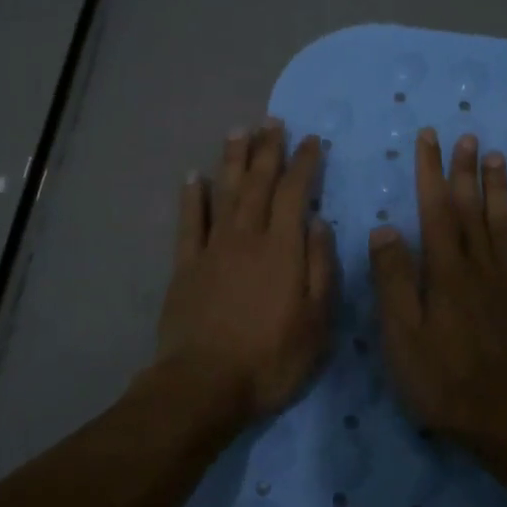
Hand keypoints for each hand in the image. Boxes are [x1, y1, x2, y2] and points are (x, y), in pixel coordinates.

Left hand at [155, 121, 337, 424]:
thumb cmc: (271, 358)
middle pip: (258, 184)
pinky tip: (193, 176)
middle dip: (268, 150)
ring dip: (233, 161)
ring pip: (225, 193)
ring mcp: (212, 249)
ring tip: (239, 131)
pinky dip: (192, 197)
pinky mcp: (185, 266)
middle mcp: (247, 238)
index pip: (296, 193)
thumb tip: (320, 222)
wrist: (205, 385)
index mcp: (283, 249)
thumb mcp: (317, 322)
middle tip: (272, 122)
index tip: (312, 140)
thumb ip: (320, 268)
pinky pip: (188, 223)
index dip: (305, 164)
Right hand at [368, 129, 506, 447]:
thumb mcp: (402, 336)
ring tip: (499, 158)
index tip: (429, 138)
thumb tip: (385, 228)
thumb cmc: (444, 383)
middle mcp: (482, 268)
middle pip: (472, 210)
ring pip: (506, 227)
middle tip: (467, 136)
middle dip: (466, 172)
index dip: (431, 172)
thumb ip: (394, 280)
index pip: (435, 210)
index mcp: (445, 273)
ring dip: (501, 191)